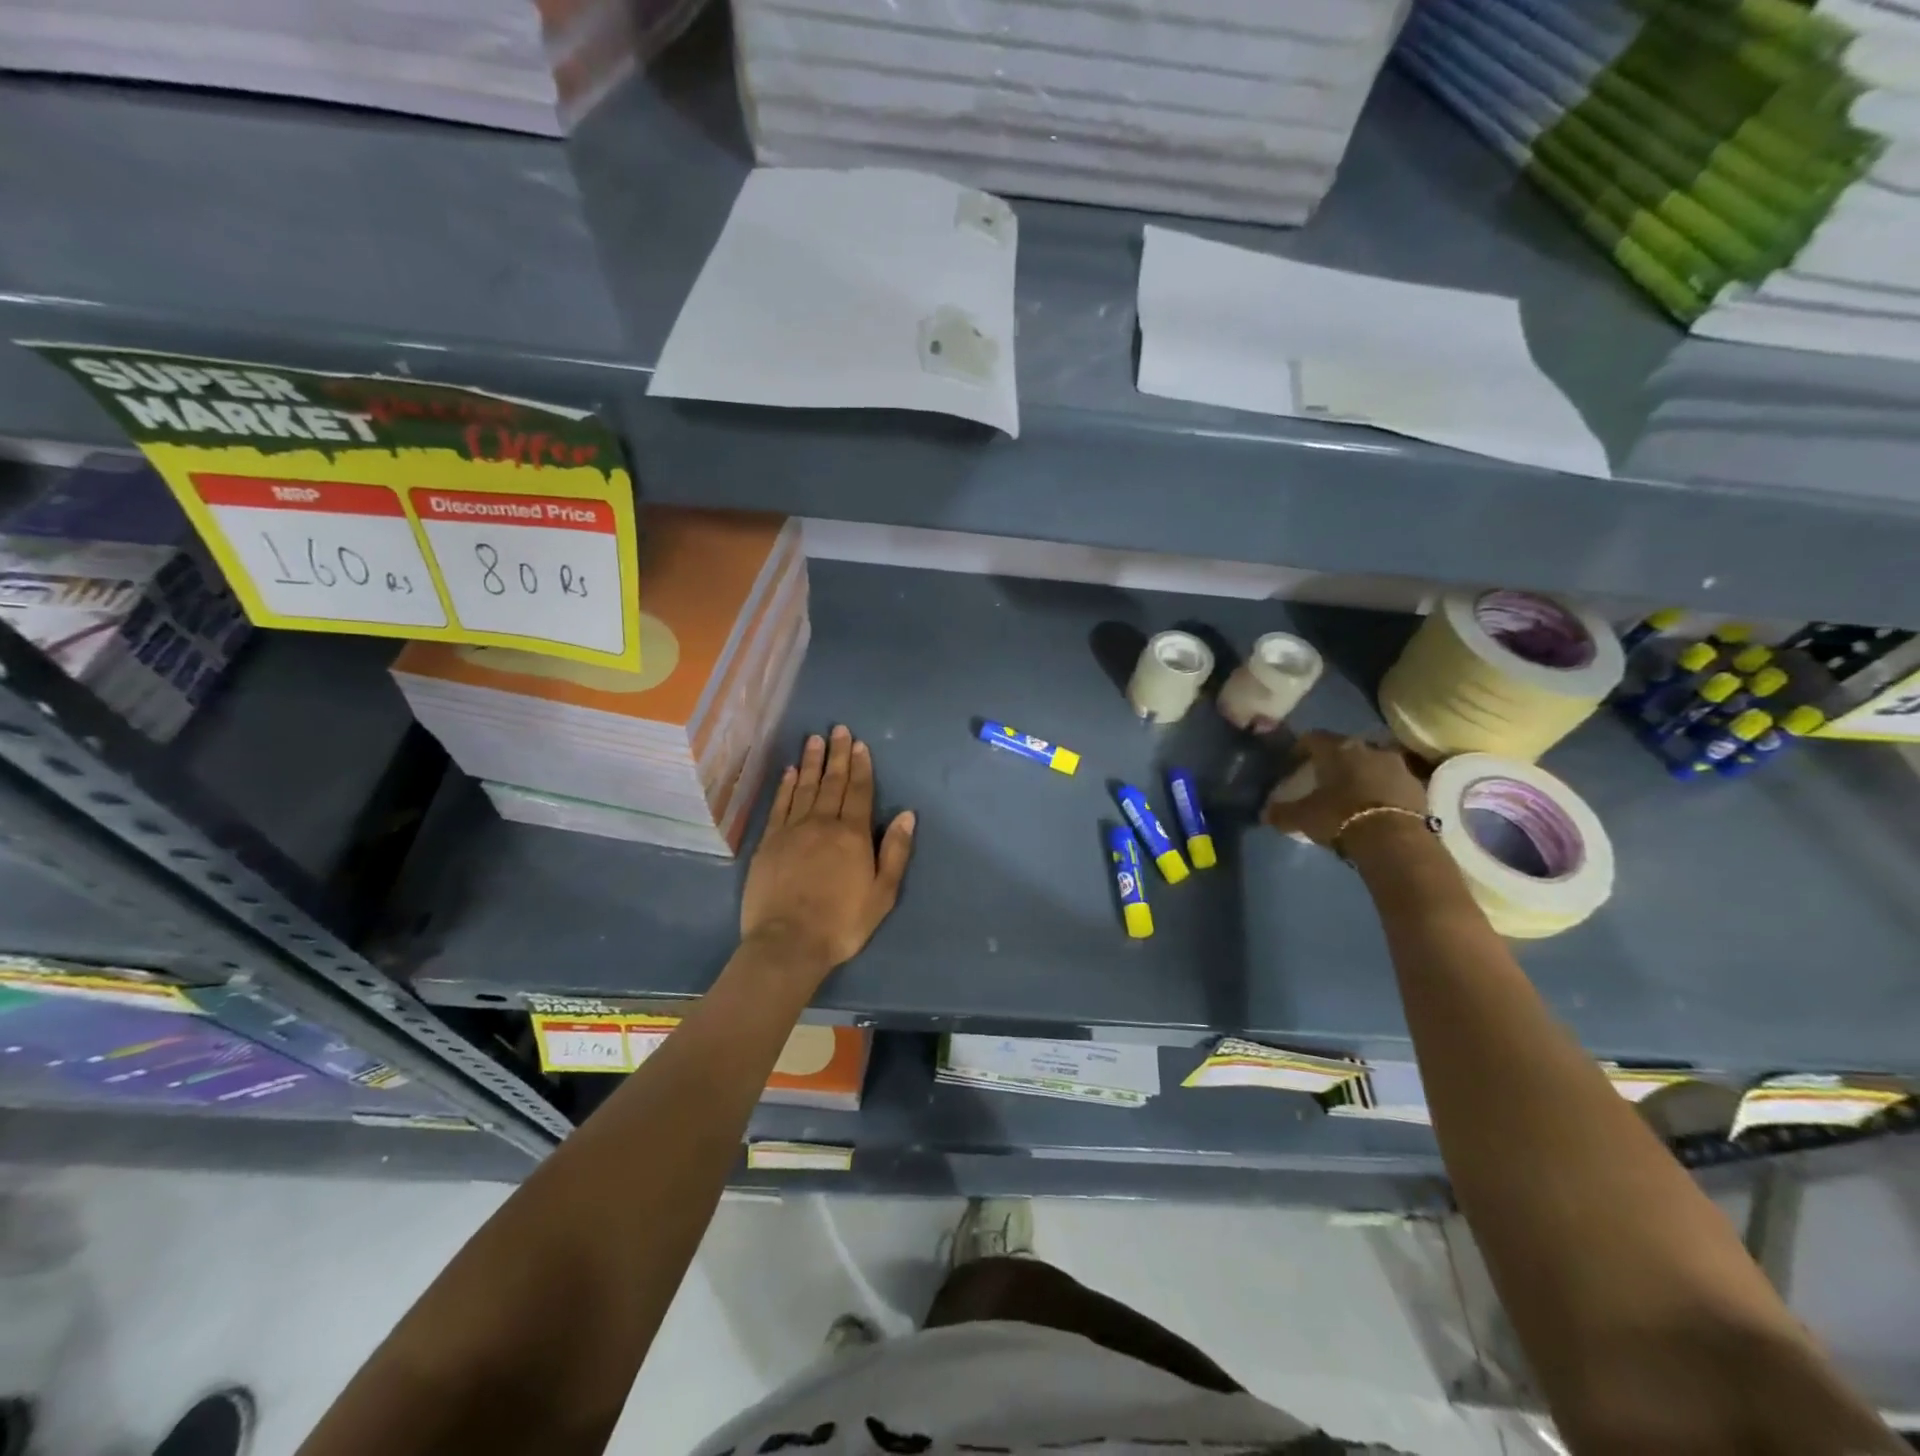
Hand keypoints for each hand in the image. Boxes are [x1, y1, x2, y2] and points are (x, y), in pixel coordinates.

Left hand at [741, 725, 915, 978]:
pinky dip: (786, 786)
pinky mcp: (768, 842)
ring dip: (811, 762)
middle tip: (839, 730)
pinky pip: (779, 805)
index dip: (861, 767)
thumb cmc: (842, 922)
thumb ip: (895, 851)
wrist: (789, 942)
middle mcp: (822, 824)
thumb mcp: (882, 892)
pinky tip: (790, 772)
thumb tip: (907, 814)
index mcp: (852, 835)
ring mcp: (792, 830)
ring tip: (815, 739)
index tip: (860, 744)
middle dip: (837, 755)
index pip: (859, 792)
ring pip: (804, 788)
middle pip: (832, 783)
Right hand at [1263, 729, 1428, 847]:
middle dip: (1334, 762)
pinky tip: (1373, 809)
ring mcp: (1397, 765)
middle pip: (1345, 749)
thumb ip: (1281, 812)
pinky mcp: (1418, 786)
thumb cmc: (1339, 817)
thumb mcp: (1302, 817)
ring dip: (1361, 775)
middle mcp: (1368, 747)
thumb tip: (1264, 813)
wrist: (1394, 840)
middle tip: (1322, 780)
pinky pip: (1392, 783)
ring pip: (1372, 764)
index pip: (1312, 738)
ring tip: (1350, 796)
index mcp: (1337, 748)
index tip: (1292, 764)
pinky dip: (1381, 791)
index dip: (1300, 749)